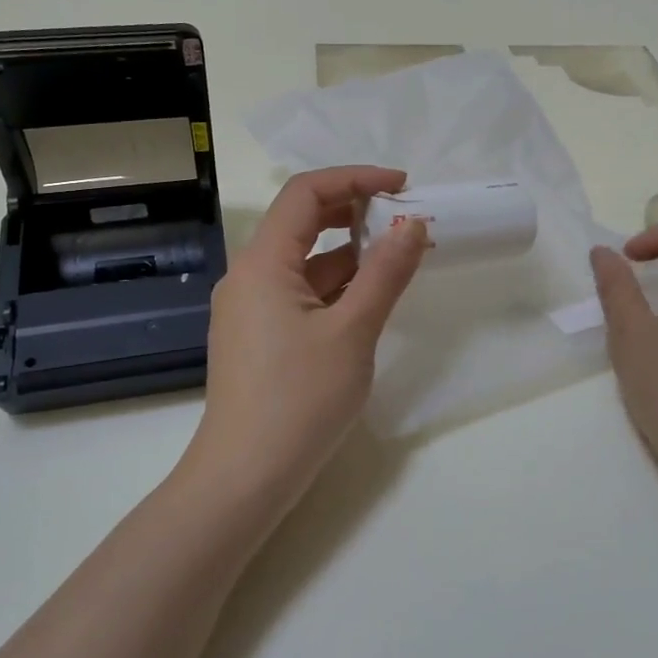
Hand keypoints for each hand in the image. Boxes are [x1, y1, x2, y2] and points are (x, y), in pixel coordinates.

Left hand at [188, 166, 428, 511]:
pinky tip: (369, 298)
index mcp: (263, 263)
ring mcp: (251, 308)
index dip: (355, 179)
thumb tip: (413, 224)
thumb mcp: (353, 331)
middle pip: (302, 222)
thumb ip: (386, 272)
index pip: (306, 193)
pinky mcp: (259, 336)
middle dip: (355, 213)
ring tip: (399, 257)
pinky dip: (336, 286)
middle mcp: (249, 276)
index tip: (403, 186)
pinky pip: (300, 293)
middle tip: (405, 220)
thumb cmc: (299, 399)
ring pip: (304, 261)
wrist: (245, 478)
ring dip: (350, 253)